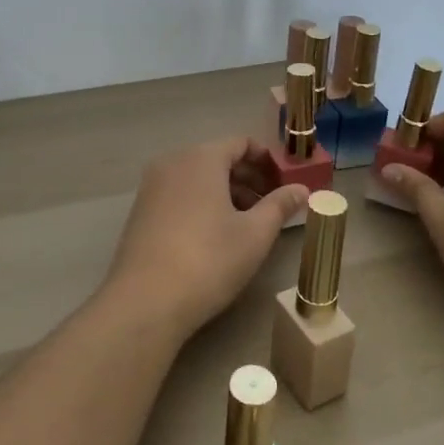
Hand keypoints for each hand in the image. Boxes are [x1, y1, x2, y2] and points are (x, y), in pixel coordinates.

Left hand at [102, 136, 308, 339]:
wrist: (145, 301)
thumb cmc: (209, 260)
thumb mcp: (255, 234)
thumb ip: (280, 206)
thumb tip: (303, 189)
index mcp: (201, 158)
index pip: (241, 143)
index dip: (267, 160)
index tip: (285, 184)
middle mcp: (173, 162)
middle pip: (218, 158)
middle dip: (249, 178)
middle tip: (273, 206)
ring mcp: (152, 186)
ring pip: (198, 178)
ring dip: (227, 193)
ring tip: (249, 223)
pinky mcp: (141, 211)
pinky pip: (180, 194)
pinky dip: (203, 203)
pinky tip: (216, 235)